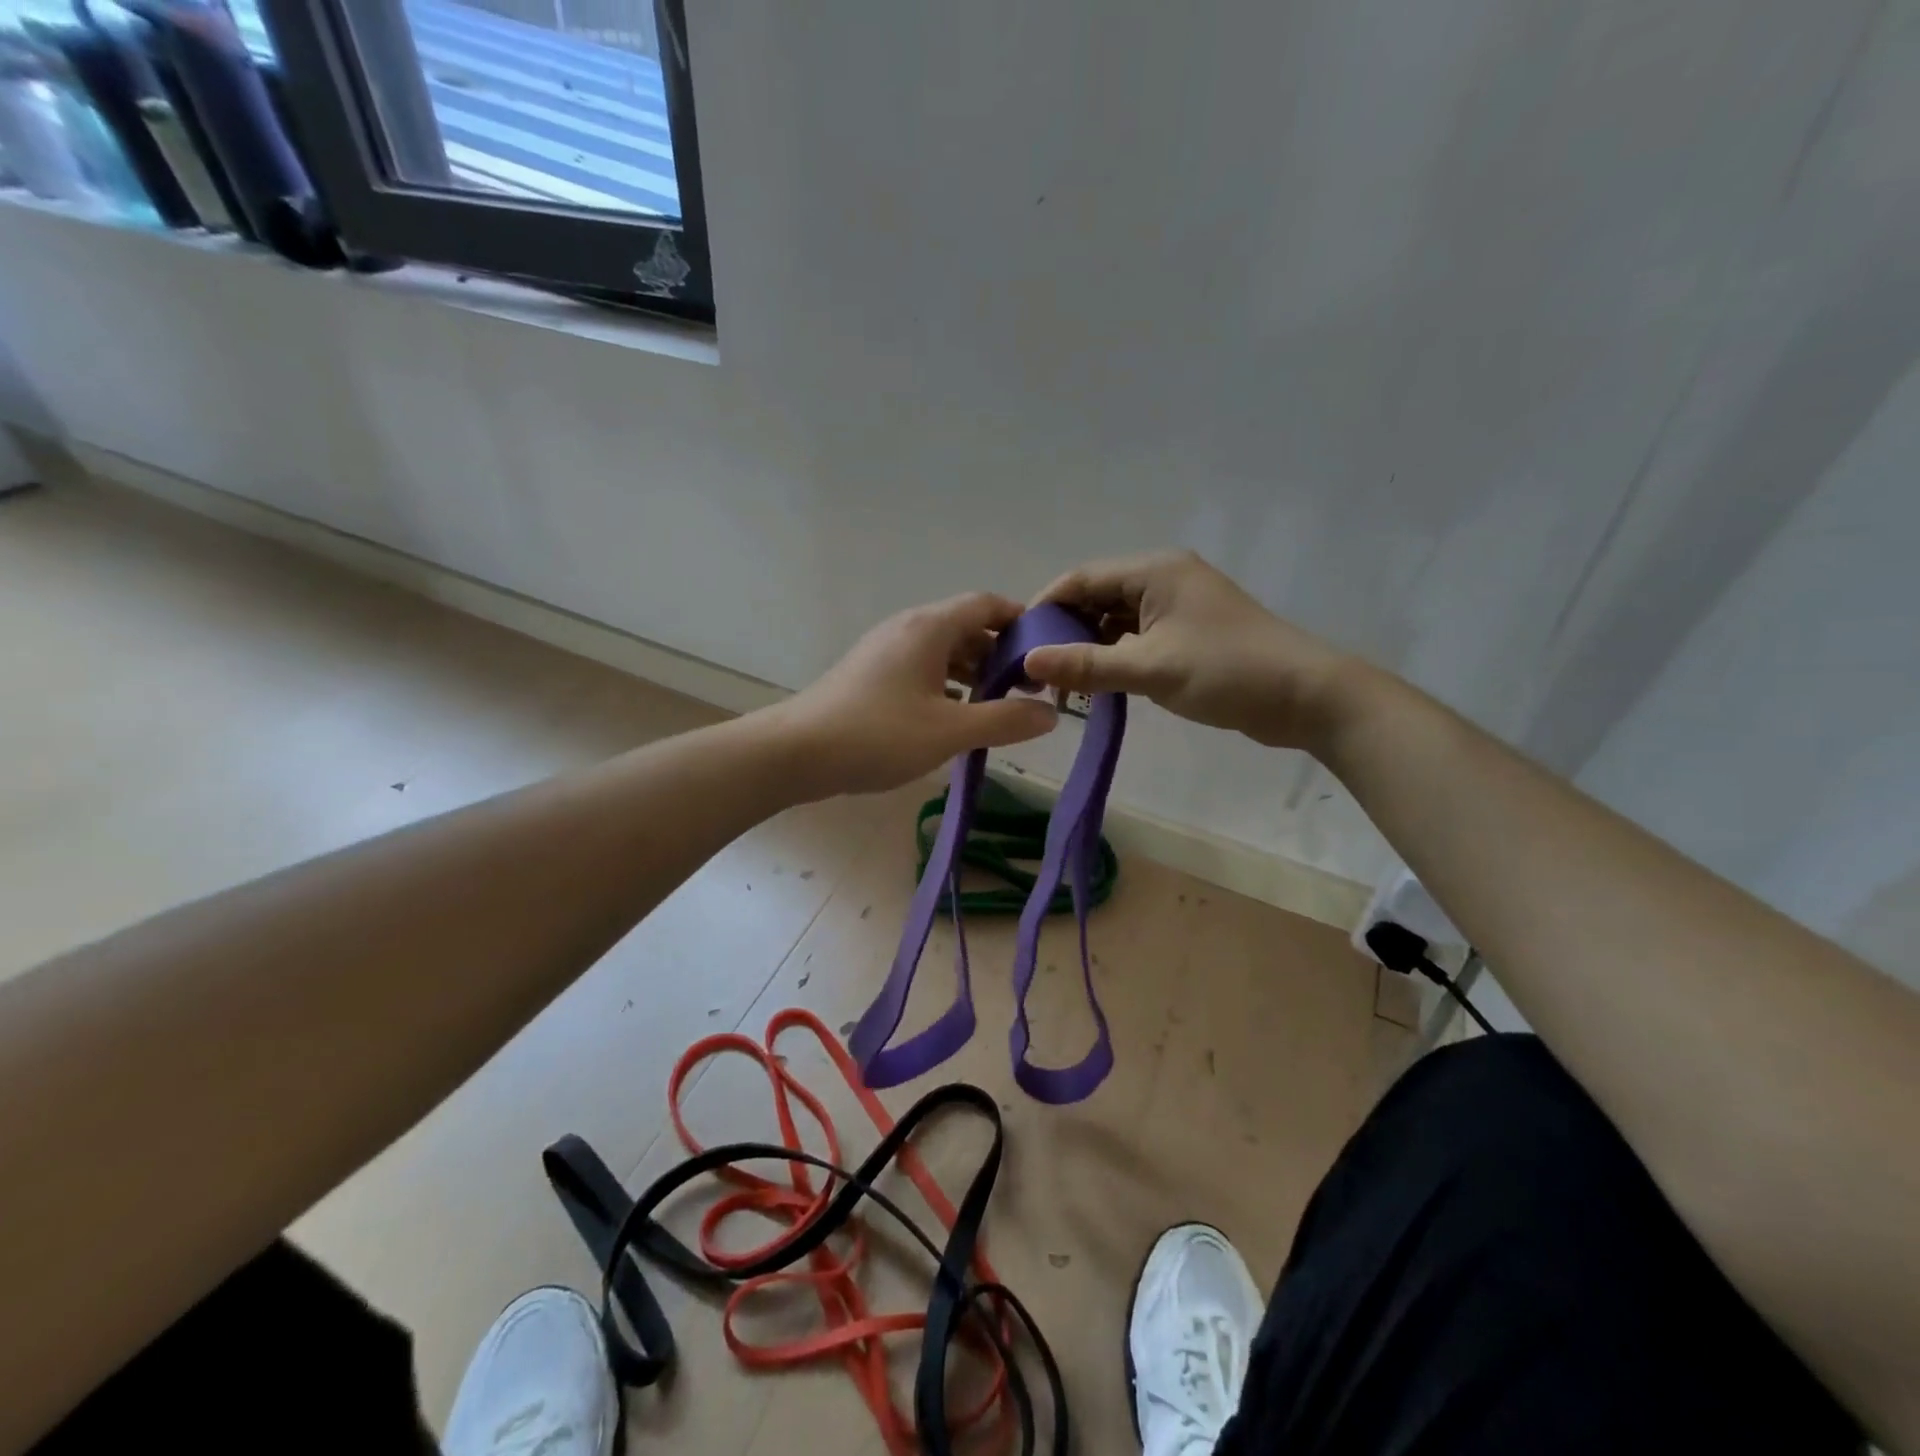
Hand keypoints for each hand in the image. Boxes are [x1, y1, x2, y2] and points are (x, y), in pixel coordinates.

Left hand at [771, 593, 1058, 797]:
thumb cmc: (877, 735)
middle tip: (1028, 690)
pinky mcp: (870, 674)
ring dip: (973, 672)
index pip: (987, 605)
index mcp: (930, 628)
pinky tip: (953, 716)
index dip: (1021, 623)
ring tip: (997, 707)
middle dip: (1000, 655)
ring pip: (942, 651)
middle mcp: (907, 628)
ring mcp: (884, 650)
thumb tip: (1050, 714)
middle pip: (966, 628)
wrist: (796, 752)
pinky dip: (945, 684)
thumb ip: (1004, 720)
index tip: (1047, 652)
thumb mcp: (950, 732)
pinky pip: (921, 668)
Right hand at [1023, 551, 1347, 749]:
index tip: (1017, 643)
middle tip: (1037, 671)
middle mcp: (1163, 579)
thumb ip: (1086, 665)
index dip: (1045, 607)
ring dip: (1089, 648)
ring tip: (1063, 685)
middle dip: (1065, 631)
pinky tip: (1098, 685)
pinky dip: (1115, 658)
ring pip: (1116, 621)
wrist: (1305, 696)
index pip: (1082, 579)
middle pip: (1097, 598)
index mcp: (1154, 571)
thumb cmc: (1226, 671)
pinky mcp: (1188, 633)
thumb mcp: (1150, 669)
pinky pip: (1137, 638)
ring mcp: (1178, 606)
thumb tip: (1028, 662)